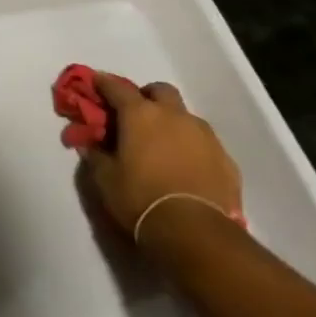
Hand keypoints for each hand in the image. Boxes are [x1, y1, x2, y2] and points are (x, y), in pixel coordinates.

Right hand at [75, 73, 242, 240]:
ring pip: (185, 116)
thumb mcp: (105, 179)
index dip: (103, 83)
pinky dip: (192, 147)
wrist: (196, 233)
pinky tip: (186, 168)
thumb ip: (95, 154)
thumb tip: (88, 143)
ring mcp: (204, 136)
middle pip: (160, 91)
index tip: (95, 83)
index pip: (116, 87)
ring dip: (172, 122)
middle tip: (135, 116)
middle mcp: (174, 116)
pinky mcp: (226, 159)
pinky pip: (204, 143)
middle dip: (146, 97)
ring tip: (162, 146)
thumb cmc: (140, 198)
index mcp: (140, 114)